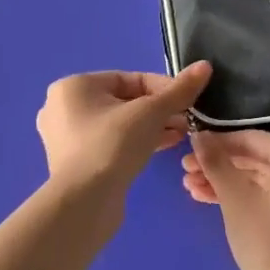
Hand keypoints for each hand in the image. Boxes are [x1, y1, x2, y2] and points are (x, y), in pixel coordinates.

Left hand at [37, 62, 212, 192]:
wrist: (84, 204)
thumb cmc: (112, 145)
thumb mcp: (151, 112)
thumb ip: (179, 90)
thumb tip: (204, 66)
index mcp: (75, 86)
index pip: (129, 78)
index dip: (163, 87)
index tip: (188, 99)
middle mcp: (64, 108)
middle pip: (124, 101)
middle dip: (160, 109)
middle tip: (187, 119)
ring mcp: (68, 138)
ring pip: (120, 124)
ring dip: (152, 126)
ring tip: (182, 134)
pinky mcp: (77, 163)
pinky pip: (112, 143)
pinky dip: (137, 142)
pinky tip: (165, 146)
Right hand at [184, 130, 269, 269]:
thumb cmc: (267, 242)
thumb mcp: (235, 198)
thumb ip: (215, 161)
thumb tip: (198, 135)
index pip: (253, 140)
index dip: (218, 143)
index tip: (188, 149)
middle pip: (257, 159)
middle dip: (219, 166)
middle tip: (185, 172)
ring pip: (262, 179)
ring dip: (226, 182)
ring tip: (190, 188)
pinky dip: (244, 196)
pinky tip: (209, 199)